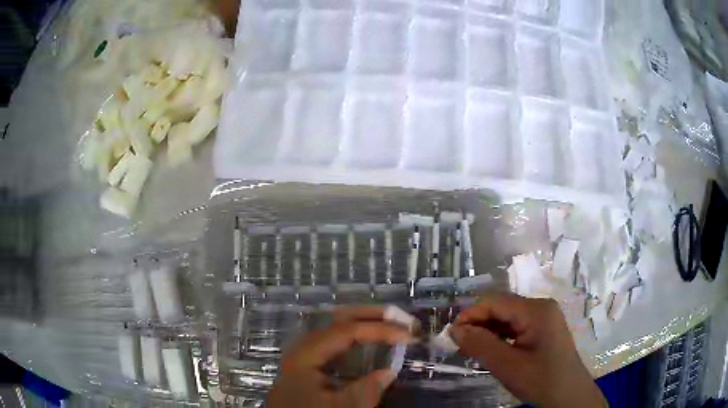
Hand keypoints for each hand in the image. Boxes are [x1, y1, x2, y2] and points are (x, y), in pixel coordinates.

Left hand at [267, 307, 412, 407]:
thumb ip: (366, 391)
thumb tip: (388, 372)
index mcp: (306, 354)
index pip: (347, 330)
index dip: (379, 329)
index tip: (407, 334)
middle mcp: (303, 347)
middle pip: (338, 320)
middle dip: (371, 315)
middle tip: (401, 317)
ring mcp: (304, 355)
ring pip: (335, 329)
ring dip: (363, 324)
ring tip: (389, 323)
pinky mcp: (307, 366)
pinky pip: (333, 342)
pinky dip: (354, 338)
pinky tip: (366, 342)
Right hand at [450, 294, 606, 407]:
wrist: (569, 396)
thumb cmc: (541, 380)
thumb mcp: (507, 365)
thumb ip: (480, 345)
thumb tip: (454, 329)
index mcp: (536, 310)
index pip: (495, 302)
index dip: (470, 315)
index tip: (451, 335)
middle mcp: (541, 307)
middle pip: (502, 308)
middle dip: (478, 324)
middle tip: (459, 346)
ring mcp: (544, 318)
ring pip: (508, 318)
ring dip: (488, 332)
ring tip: (470, 351)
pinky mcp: (543, 329)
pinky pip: (516, 327)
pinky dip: (500, 337)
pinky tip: (490, 351)